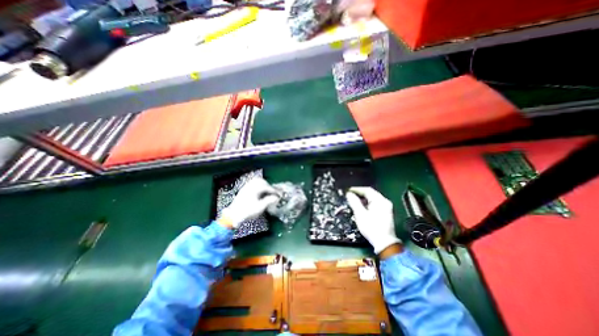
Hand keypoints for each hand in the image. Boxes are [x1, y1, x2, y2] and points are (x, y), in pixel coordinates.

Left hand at [219, 177, 280, 229]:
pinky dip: (258, 186)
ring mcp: (245, 187)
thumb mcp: (260, 207)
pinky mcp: (243, 190)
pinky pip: (252, 183)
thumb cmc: (247, 212)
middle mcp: (250, 186)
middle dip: (268, 185)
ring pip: (256, 181)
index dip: (274, 190)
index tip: (278, 194)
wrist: (233, 216)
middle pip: (261, 181)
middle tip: (272, 192)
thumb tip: (276, 197)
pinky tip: (259, 192)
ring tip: (266, 191)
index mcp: (254, 189)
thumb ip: (269, 201)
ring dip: (263, 184)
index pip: (267, 187)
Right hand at [347, 186, 401, 254]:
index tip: (348, 191)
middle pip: (371, 193)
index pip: (367, 190)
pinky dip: (367, 204)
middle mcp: (385, 202)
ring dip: (363, 199)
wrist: (384, 243)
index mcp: (380, 201)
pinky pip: (375, 204)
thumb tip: (349, 194)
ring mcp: (386, 207)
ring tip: (354, 201)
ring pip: (373, 199)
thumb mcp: (360, 214)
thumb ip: (354, 202)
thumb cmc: (371, 227)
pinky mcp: (386, 212)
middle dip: (360, 194)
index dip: (357, 189)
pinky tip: (362, 207)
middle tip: (350, 196)